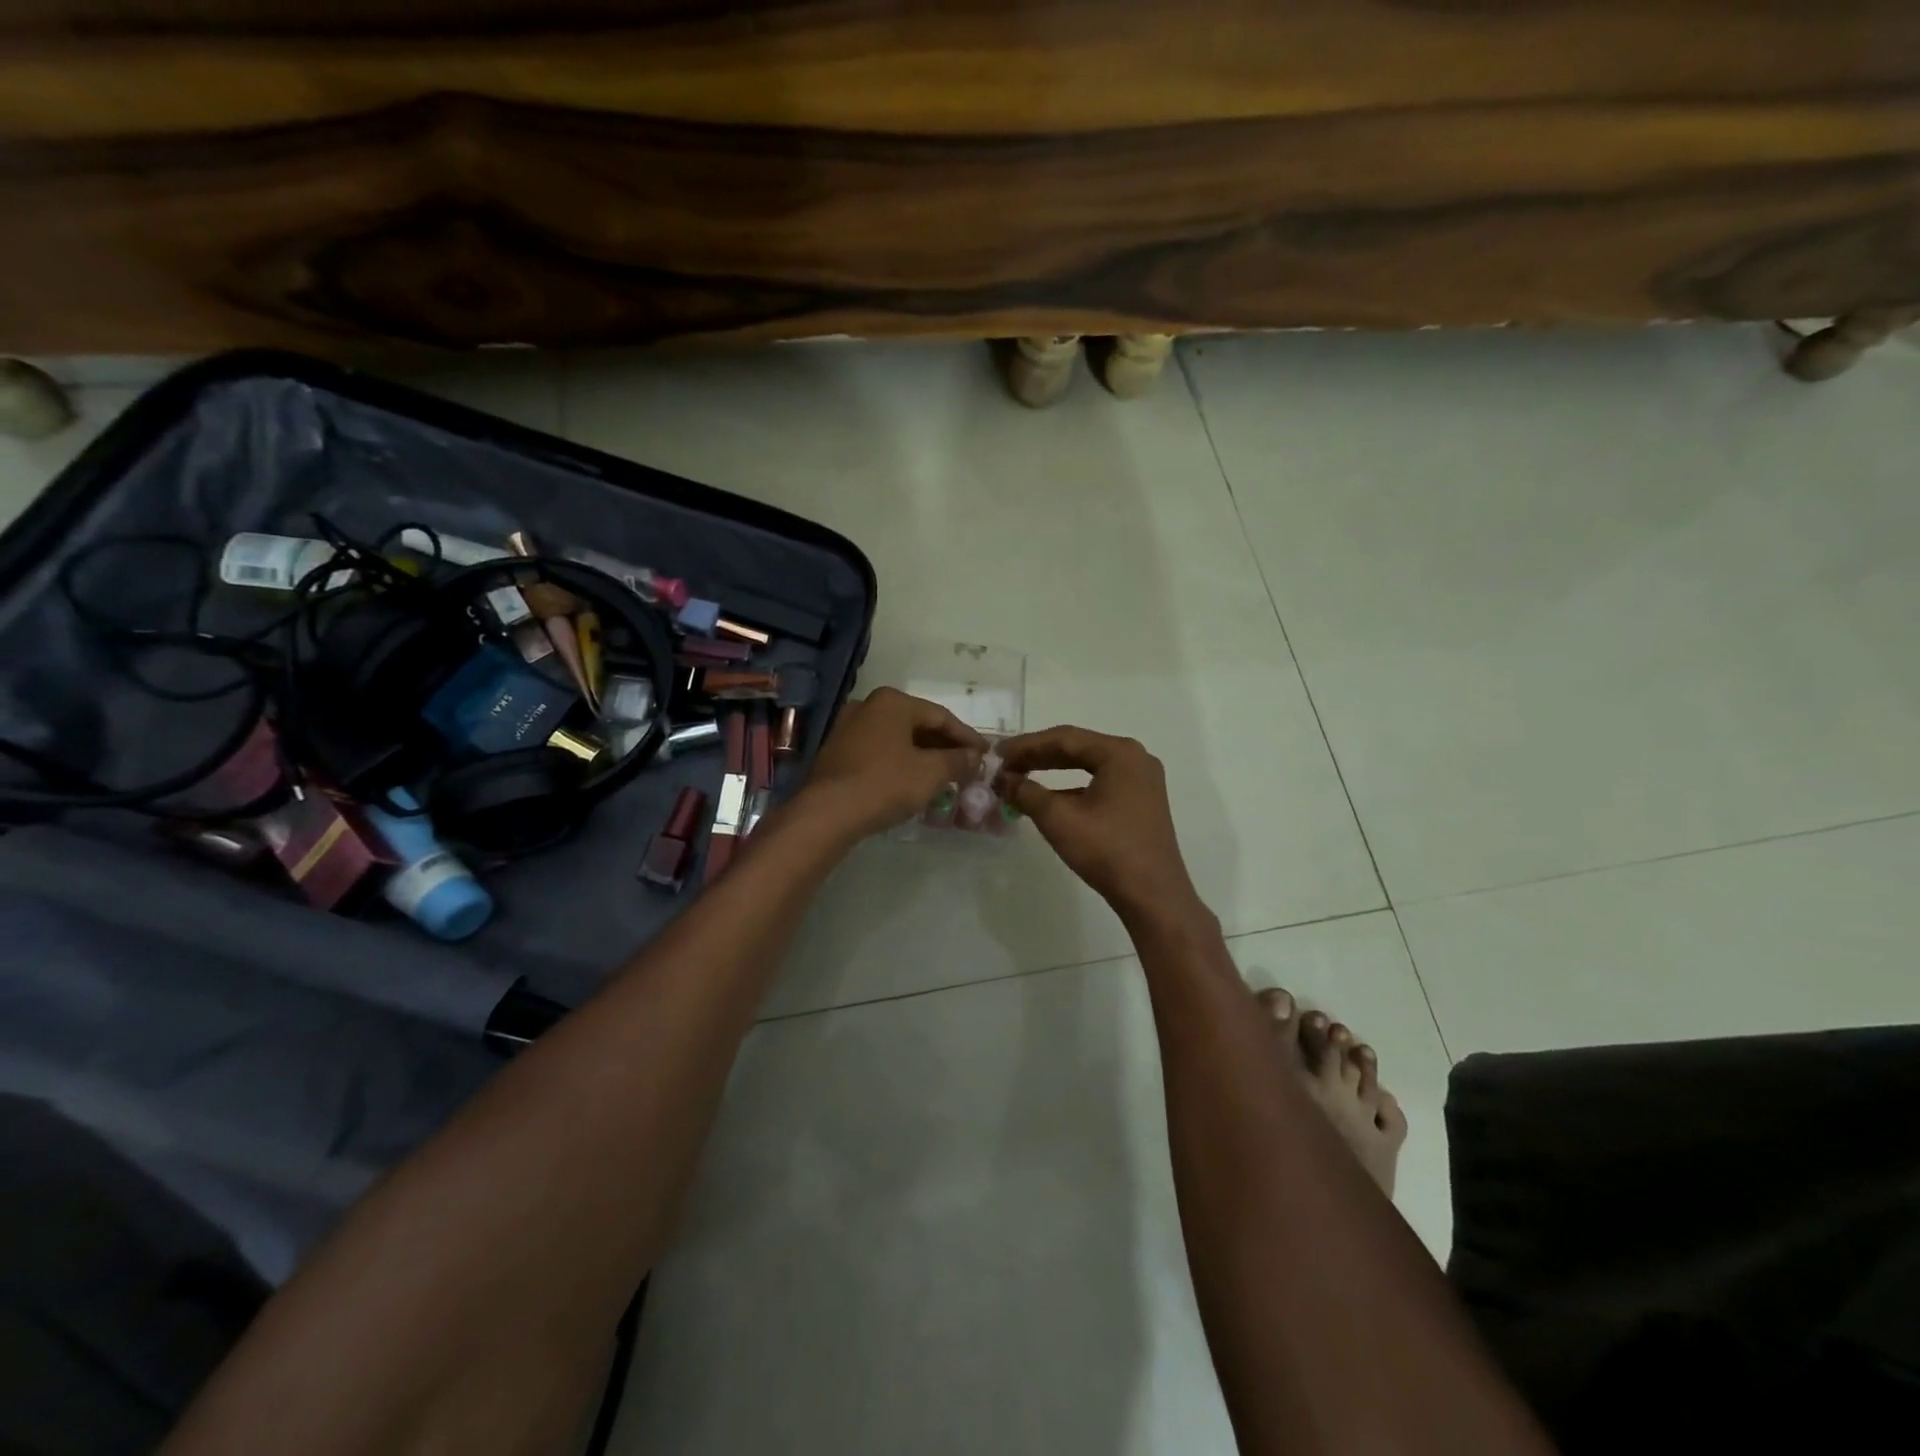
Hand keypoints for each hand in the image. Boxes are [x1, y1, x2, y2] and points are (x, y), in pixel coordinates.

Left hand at [800, 687, 987, 839]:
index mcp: (892, 701)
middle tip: (968, 765)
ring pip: (898, 739)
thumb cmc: (885, 784)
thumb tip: (975, 757)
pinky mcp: (838, 753)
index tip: (986, 754)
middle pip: (917, 724)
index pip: (941, 716)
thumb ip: (958, 761)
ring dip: (923, 756)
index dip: (967, 737)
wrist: (828, 813)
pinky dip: (901, 763)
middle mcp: (868, 706)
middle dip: (944, 746)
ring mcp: (848, 728)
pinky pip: (880, 752)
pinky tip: (914, 782)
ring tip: (945, 775)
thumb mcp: (931, 773)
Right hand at [996, 726, 1198, 920]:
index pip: (1065, 738)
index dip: (1026, 745)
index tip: (997, 754)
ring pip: (1087, 765)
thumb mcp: (1058, 819)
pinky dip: (1071, 787)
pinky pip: (1099, 783)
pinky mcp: (1140, 802)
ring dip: (1053, 770)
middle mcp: (1135, 759)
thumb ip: (1026, 792)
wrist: (1153, 896)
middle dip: (1038, 755)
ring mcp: (1141, 781)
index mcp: (1120, 754)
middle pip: (1077, 748)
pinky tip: (1047, 799)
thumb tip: (1001, 780)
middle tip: (1004, 764)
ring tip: (1020, 777)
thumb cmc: (1107, 851)